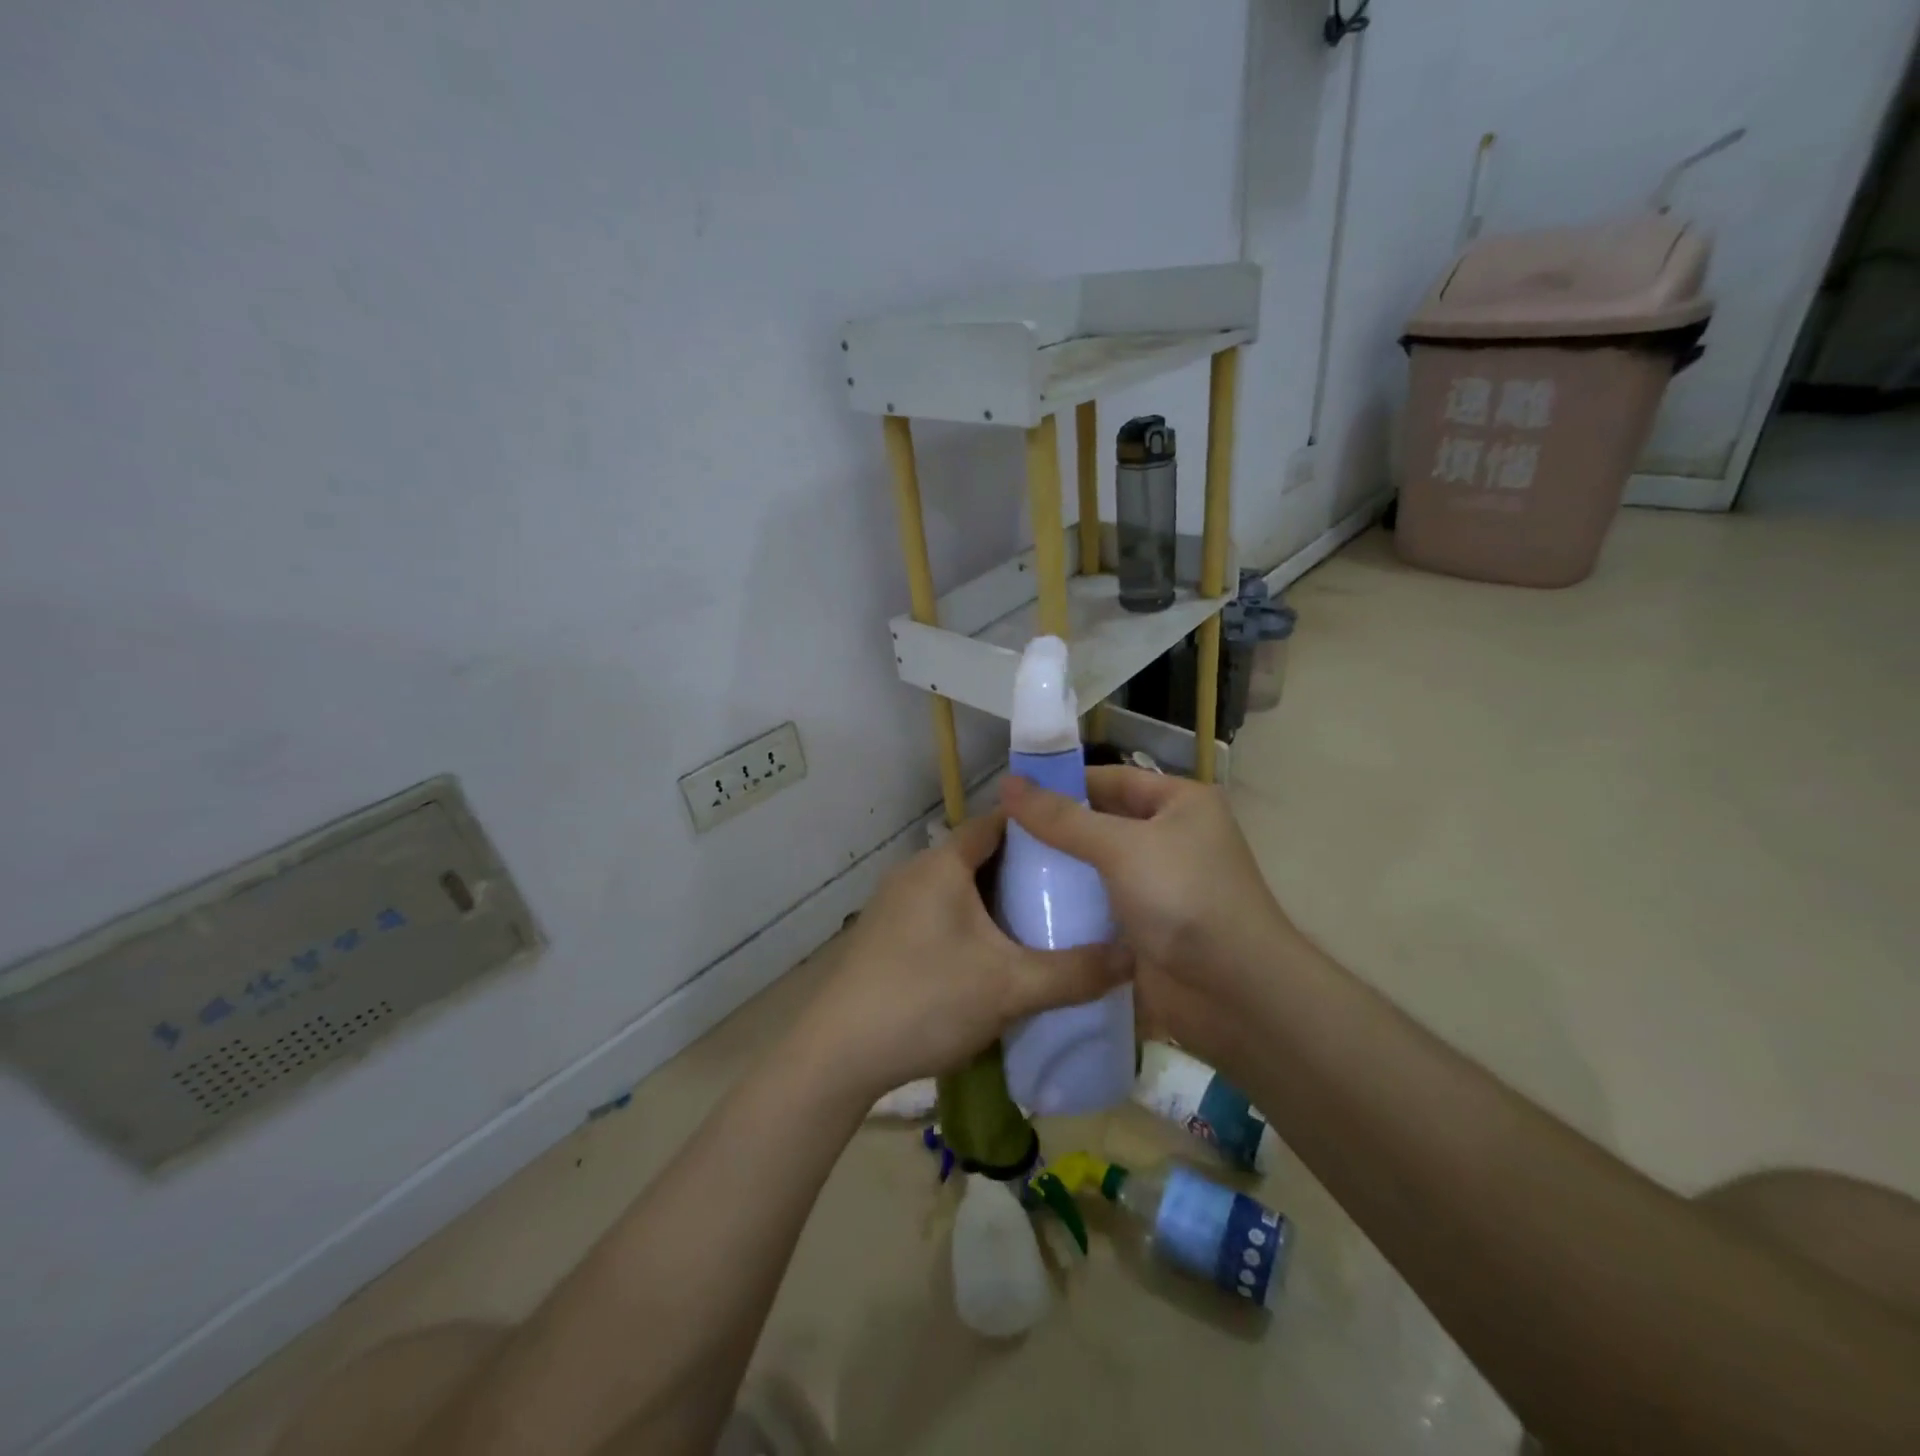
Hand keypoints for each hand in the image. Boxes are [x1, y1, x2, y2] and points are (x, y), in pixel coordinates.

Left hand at [794, 811, 1125, 1103]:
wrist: (838, 1054)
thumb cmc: (926, 999)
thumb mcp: (1010, 987)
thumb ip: (1075, 972)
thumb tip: (1135, 957)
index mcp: (942, 864)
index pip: (997, 822)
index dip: (1038, 826)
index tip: (1079, 841)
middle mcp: (915, 873)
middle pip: (980, 856)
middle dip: (1024, 870)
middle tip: (1073, 889)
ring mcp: (895, 905)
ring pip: (959, 889)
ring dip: (996, 902)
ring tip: (1043, 922)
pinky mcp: (886, 937)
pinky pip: (940, 914)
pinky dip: (972, 924)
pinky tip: (995, 957)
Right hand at [1001, 767, 1292, 1063]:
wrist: (1234, 993)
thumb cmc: (1183, 898)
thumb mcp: (1120, 846)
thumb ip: (1061, 818)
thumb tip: (1007, 783)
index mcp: (1180, 803)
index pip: (1110, 780)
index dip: (1061, 784)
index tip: (1010, 796)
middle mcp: (1172, 837)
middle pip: (1101, 822)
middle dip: (1055, 829)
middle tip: (1000, 835)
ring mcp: (1160, 884)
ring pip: (1097, 866)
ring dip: (1059, 869)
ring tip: (1003, 868)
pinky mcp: (1147, 925)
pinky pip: (1100, 904)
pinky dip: (1071, 904)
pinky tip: (1027, 905)